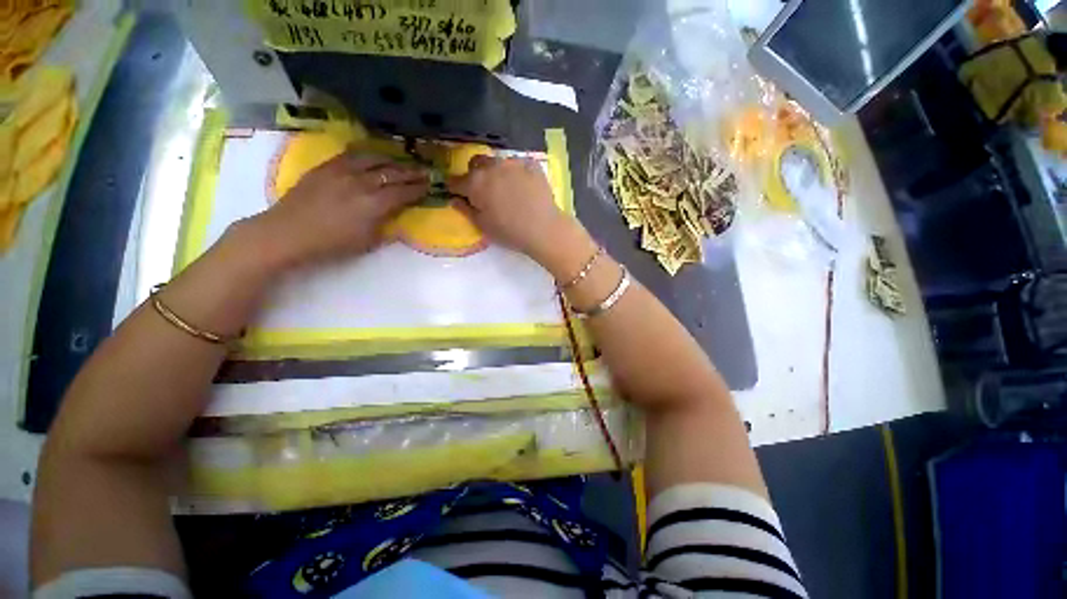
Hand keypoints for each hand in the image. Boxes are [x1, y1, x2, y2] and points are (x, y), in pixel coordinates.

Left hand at [243, 153, 427, 269]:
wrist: (287, 234)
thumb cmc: (331, 245)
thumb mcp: (368, 242)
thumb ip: (386, 226)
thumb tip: (397, 215)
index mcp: (374, 205)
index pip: (404, 192)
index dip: (418, 189)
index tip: (429, 186)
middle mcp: (362, 183)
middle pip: (392, 173)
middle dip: (411, 172)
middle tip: (424, 171)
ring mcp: (342, 171)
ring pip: (373, 159)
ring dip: (391, 160)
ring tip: (401, 161)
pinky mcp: (326, 167)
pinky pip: (350, 154)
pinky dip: (366, 154)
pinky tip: (372, 155)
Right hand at [447, 156, 576, 262]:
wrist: (543, 228)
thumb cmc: (509, 231)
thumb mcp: (483, 226)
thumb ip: (466, 210)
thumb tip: (454, 200)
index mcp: (475, 183)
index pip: (456, 181)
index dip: (455, 188)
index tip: (459, 194)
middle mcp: (491, 167)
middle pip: (476, 164)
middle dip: (475, 174)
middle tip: (484, 191)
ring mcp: (512, 162)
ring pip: (497, 162)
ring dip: (496, 171)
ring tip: (506, 188)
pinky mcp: (531, 164)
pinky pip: (518, 163)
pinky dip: (516, 172)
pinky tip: (523, 185)